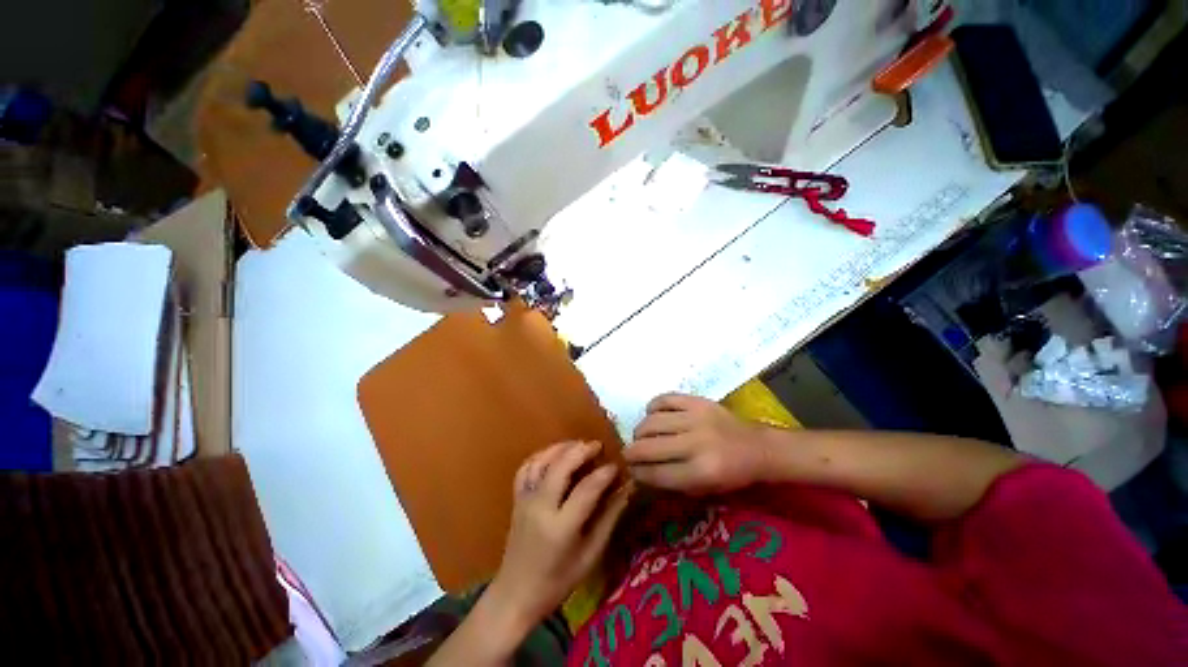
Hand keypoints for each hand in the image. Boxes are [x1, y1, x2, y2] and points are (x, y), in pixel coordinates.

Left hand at [487, 441, 630, 630]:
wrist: (515, 594)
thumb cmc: (558, 581)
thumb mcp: (590, 556)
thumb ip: (609, 519)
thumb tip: (627, 490)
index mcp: (561, 527)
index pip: (587, 488)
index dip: (605, 473)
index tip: (616, 465)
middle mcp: (540, 507)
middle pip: (561, 466)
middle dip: (582, 450)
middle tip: (598, 445)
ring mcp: (525, 500)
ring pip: (541, 461)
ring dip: (561, 447)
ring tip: (579, 445)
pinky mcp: (516, 498)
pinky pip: (526, 467)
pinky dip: (541, 455)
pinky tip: (554, 454)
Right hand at [627, 393, 773, 494]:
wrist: (758, 447)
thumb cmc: (732, 475)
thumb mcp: (705, 490)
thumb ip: (673, 482)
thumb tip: (641, 472)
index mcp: (701, 472)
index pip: (656, 473)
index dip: (637, 473)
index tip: (630, 471)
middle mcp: (696, 444)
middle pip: (649, 447)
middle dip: (631, 452)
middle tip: (628, 453)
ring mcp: (696, 418)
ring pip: (651, 421)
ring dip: (640, 430)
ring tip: (641, 435)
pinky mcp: (697, 401)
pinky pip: (664, 399)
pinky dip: (652, 407)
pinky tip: (652, 414)